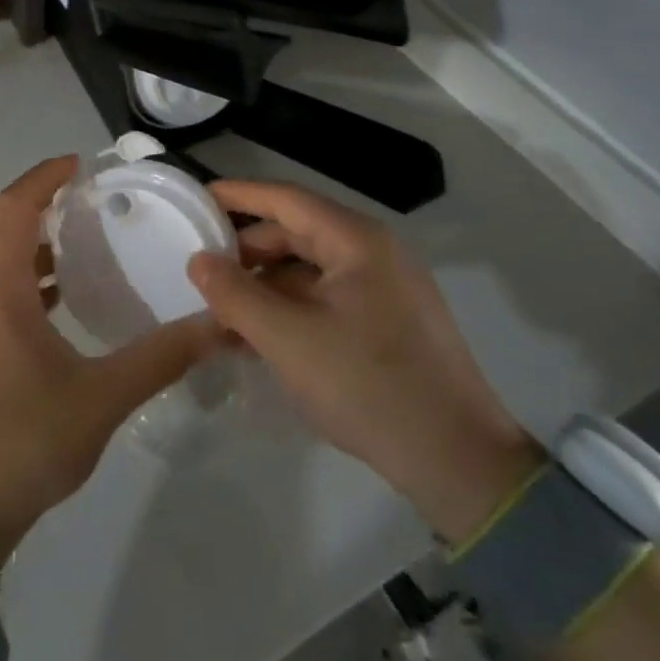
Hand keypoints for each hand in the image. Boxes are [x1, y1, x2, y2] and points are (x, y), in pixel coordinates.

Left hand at [0, 157, 221, 573]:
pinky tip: (61, 296)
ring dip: (29, 237)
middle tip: (84, 196)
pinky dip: (25, 272)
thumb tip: (213, 324)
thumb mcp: (101, 399)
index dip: (43, 177)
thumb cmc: (24, 441)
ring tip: (79, 238)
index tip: (79, 164)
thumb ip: (159, 358)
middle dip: (37, 200)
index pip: (14, 208)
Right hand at [188, 180, 542, 542]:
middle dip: (247, 249)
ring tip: (222, 308)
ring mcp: (386, 288)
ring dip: (265, 284)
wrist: (461, 465)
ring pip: (310, 269)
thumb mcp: (288, 340)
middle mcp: (374, 252)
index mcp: (357, 241)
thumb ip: (235, 295)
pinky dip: (291, 307)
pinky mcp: (389, 321)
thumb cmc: (369, 387)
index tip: (197, 197)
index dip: (238, 195)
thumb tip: (198, 260)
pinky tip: (259, 334)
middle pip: (297, 232)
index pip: (285, 199)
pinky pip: (327, 297)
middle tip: (203, 267)